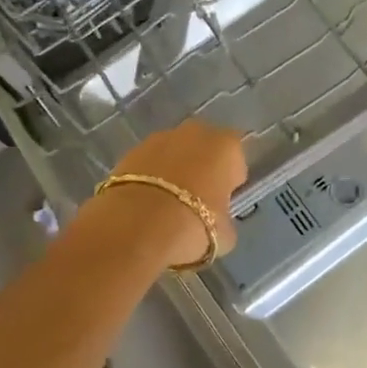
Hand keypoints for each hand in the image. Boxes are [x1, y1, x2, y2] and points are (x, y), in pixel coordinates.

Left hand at [94, 119, 247, 268]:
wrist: (136, 225)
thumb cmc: (193, 226)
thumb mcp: (225, 234)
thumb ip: (224, 218)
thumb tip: (216, 220)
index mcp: (227, 146)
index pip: (236, 161)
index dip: (230, 182)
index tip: (221, 203)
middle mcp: (195, 133)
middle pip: (204, 150)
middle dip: (201, 169)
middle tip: (195, 202)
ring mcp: (159, 138)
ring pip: (174, 154)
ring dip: (173, 172)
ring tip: (165, 206)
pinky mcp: (129, 151)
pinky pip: (149, 164)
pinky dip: (149, 178)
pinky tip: (145, 204)